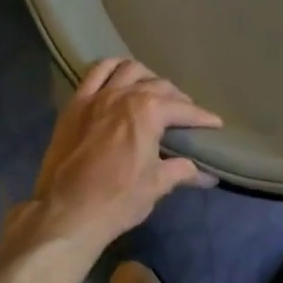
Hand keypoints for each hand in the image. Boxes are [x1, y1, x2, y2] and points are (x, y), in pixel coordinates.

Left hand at [23, 58, 221, 251]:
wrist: (66, 212)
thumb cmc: (118, 199)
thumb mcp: (157, 185)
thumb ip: (182, 171)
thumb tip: (206, 174)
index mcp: (148, 112)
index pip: (184, 109)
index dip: (203, 118)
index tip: (215, 124)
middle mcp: (123, 94)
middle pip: (159, 86)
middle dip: (178, 99)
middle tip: (186, 117)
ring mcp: (96, 96)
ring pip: (128, 70)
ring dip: (147, 77)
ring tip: (153, 92)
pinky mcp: (75, 104)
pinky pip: (95, 73)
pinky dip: (112, 69)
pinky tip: (119, 78)